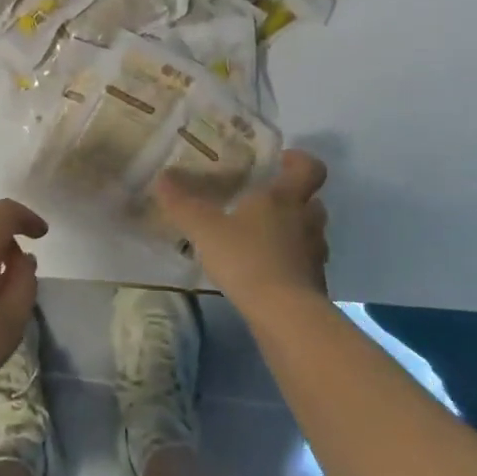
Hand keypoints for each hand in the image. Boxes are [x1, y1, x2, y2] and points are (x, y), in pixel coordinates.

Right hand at [154, 149, 328, 312]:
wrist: (285, 315)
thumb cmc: (247, 258)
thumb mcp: (205, 228)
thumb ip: (183, 203)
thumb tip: (162, 177)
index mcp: (286, 198)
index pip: (310, 168)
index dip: (300, 160)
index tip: (282, 160)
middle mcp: (307, 221)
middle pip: (312, 201)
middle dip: (294, 198)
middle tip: (265, 200)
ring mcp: (315, 255)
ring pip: (310, 233)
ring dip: (294, 231)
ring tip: (261, 237)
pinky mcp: (314, 284)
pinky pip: (304, 263)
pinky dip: (290, 262)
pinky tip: (264, 271)